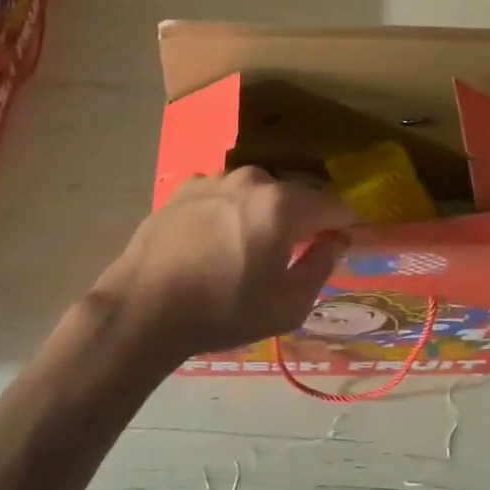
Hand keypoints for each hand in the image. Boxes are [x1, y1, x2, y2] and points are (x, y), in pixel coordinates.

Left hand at [97, 167, 355, 361]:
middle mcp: (252, 179)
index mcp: (282, 204)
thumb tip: (336, 241)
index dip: (346, 223)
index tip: (347, 240)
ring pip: (255, 194)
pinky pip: (223, 196)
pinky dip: (228, 212)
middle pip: (293, 197)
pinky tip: (212, 242)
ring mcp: (215, 178)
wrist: (143, 308)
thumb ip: (320, 266)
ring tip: (245, 250)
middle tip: (291, 255)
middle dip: (300, 221)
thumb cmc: (222, 311)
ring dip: (261, 214)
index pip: (333, 205)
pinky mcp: (185, 187)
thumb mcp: (286, 305)